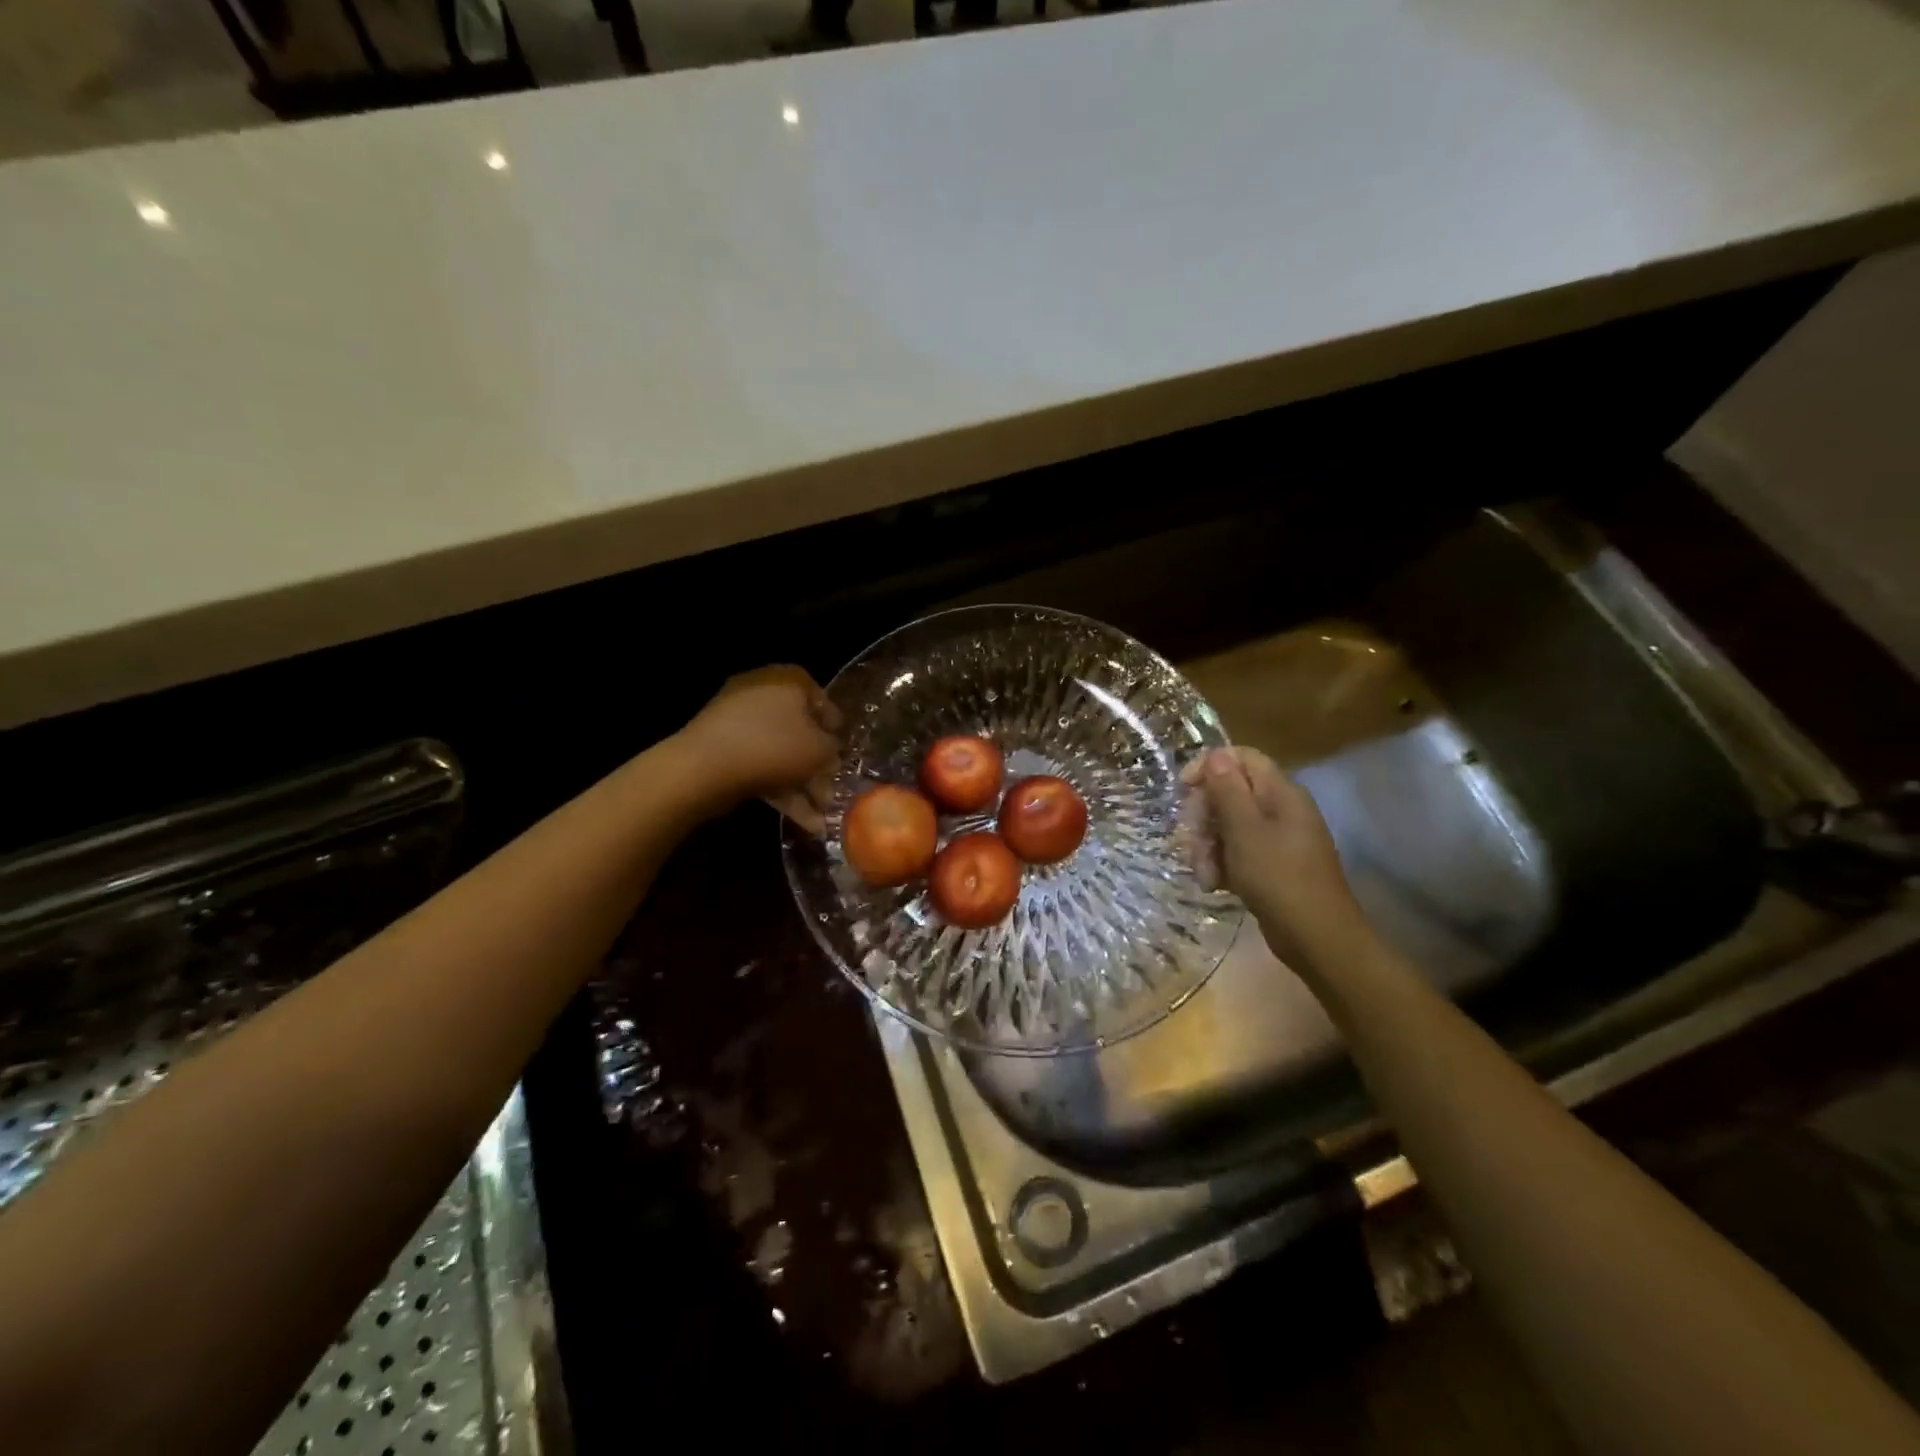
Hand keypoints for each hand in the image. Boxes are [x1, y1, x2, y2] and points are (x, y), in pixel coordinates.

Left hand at [676, 665, 840, 831]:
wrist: (705, 767)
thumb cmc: (774, 745)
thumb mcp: (820, 748)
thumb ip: (832, 749)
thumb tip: (830, 754)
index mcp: (787, 680)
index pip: (820, 697)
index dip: (835, 727)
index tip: (843, 752)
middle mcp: (762, 693)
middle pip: (798, 730)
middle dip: (817, 765)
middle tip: (833, 790)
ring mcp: (737, 722)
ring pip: (780, 753)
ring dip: (802, 785)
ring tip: (822, 818)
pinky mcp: (722, 749)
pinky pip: (760, 766)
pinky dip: (780, 791)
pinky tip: (802, 821)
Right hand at [1180, 746, 1371, 971]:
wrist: (1316, 937)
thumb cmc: (1279, 877)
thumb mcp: (1245, 830)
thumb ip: (1228, 789)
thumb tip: (1216, 755)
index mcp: (1281, 793)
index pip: (1241, 758)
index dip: (1209, 766)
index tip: (1183, 789)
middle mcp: (1280, 809)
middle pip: (1229, 793)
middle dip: (1203, 816)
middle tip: (1191, 839)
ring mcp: (1276, 839)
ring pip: (1228, 825)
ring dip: (1207, 845)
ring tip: (1204, 873)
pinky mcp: (1270, 865)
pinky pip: (1237, 851)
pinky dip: (1221, 864)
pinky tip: (1214, 884)